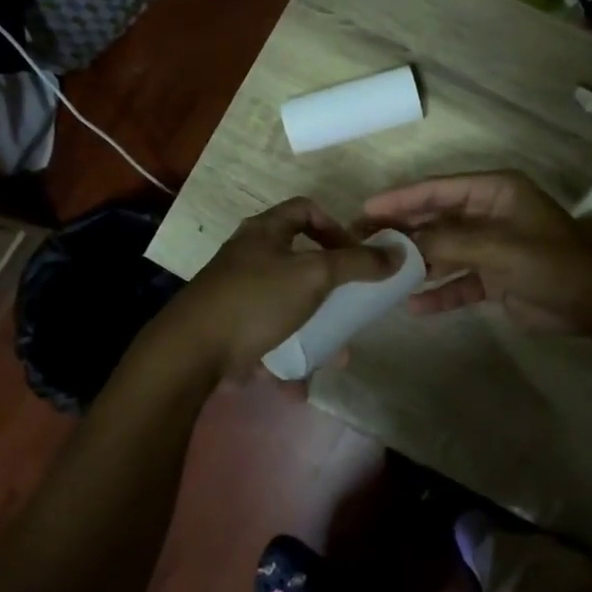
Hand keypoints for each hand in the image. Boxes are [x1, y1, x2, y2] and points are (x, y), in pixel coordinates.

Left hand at [154, 197, 392, 381]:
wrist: (192, 351)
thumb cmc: (256, 299)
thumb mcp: (314, 275)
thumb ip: (357, 264)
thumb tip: (398, 254)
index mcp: (265, 232)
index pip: (306, 210)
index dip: (336, 226)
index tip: (356, 254)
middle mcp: (249, 256)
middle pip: (300, 260)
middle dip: (331, 286)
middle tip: (351, 303)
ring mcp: (238, 293)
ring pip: (289, 304)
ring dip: (315, 326)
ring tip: (336, 351)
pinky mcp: (232, 328)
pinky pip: (271, 337)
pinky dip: (290, 355)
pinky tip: (303, 381)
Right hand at [364, 170, 591, 336]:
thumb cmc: (550, 263)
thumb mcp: (497, 247)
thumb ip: (448, 241)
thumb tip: (404, 243)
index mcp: (494, 192)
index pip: (438, 189)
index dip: (401, 197)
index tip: (366, 208)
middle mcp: (488, 214)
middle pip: (436, 219)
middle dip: (403, 231)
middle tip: (363, 241)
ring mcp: (490, 246)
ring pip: (443, 250)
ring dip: (417, 263)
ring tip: (380, 273)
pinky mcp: (493, 277)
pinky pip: (458, 282)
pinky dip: (438, 292)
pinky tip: (413, 306)